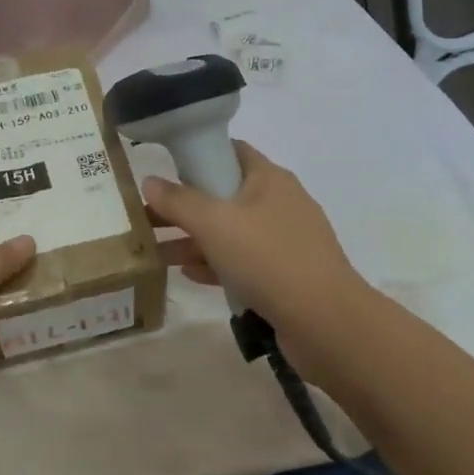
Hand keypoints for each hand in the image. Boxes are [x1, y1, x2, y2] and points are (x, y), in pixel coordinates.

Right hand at [144, 140, 370, 380]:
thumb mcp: (214, 223)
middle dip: (185, 206)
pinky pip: (242, 262)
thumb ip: (178, 201)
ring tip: (155, 251)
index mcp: (269, 178)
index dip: (197, 154)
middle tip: (148, 217)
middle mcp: (279, 203)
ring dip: (194, 239)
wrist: (326, 323)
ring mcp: (284, 241)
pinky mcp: (285, 275)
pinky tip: (187, 275)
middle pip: (224, 194)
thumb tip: (149, 181)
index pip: (230, 151)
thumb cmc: (268, 258)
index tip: (164, 169)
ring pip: (230, 232)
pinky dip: (215, 264)